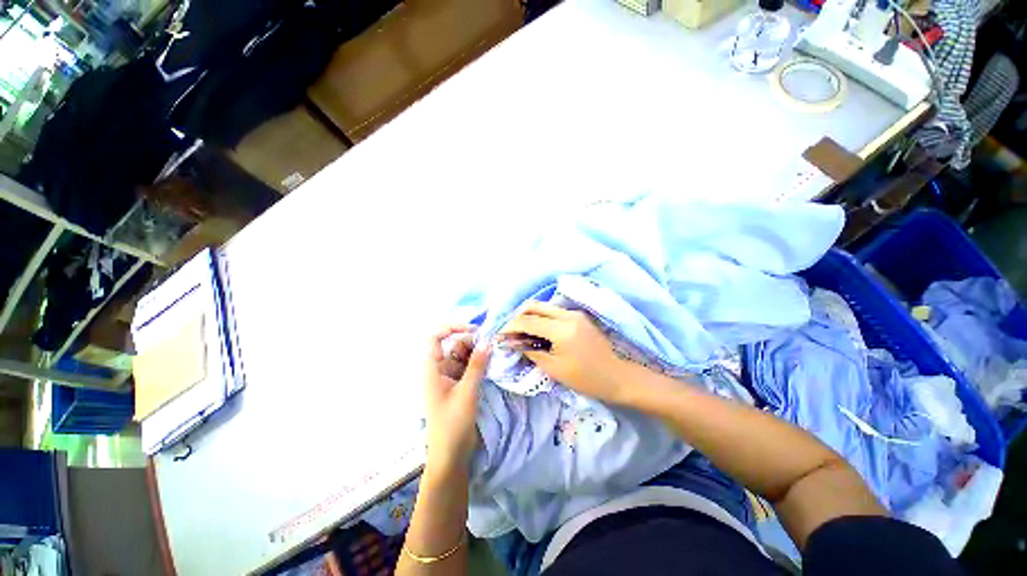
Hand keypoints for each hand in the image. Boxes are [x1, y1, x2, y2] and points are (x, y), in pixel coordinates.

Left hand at [423, 325, 488, 474]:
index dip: (451, 328)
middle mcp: (440, 370)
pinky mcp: (460, 385)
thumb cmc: (453, 423)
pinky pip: (469, 367)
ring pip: (464, 356)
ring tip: (494, 352)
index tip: (473, 330)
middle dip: (471, 341)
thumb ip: (477, 365)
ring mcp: (451, 378)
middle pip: (453, 345)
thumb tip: (487, 341)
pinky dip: (479, 363)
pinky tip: (491, 363)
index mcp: (433, 369)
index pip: (435, 338)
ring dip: (477, 352)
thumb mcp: (467, 392)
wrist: (450, 455)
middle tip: (491, 344)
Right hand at [500, 302, 627, 403]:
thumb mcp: (554, 368)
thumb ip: (531, 351)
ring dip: (529, 316)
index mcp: (561, 329)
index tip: (499, 336)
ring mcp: (574, 313)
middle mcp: (567, 314)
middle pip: (534, 306)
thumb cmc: (585, 378)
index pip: (528, 321)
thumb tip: (513, 343)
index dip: (510, 327)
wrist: (617, 376)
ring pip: (544, 307)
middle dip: (517, 317)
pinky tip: (537, 331)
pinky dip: (541, 318)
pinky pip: (553, 312)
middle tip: (509, 332)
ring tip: (521, 332)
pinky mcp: (579, 316)